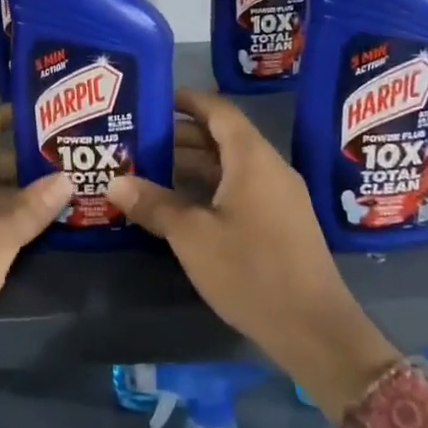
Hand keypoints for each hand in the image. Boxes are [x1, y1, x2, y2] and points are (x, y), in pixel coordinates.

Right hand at [106, 88, 401, 417]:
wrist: (313, 328)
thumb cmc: (250, 271)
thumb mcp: (192, 237)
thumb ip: (154, 205)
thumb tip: (114, 183)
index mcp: (252, 158)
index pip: (218, 111)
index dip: (186, 100)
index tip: (152, 99)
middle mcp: (269, 168)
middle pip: (222, 138)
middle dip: (180, 136)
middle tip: (137, 140)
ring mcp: (278, 196)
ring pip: (230, 167)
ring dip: (192, 166)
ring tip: (148, 170)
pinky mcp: (280, 222)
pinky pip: (240, 189)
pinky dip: (209, 188)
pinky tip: (179, 206)